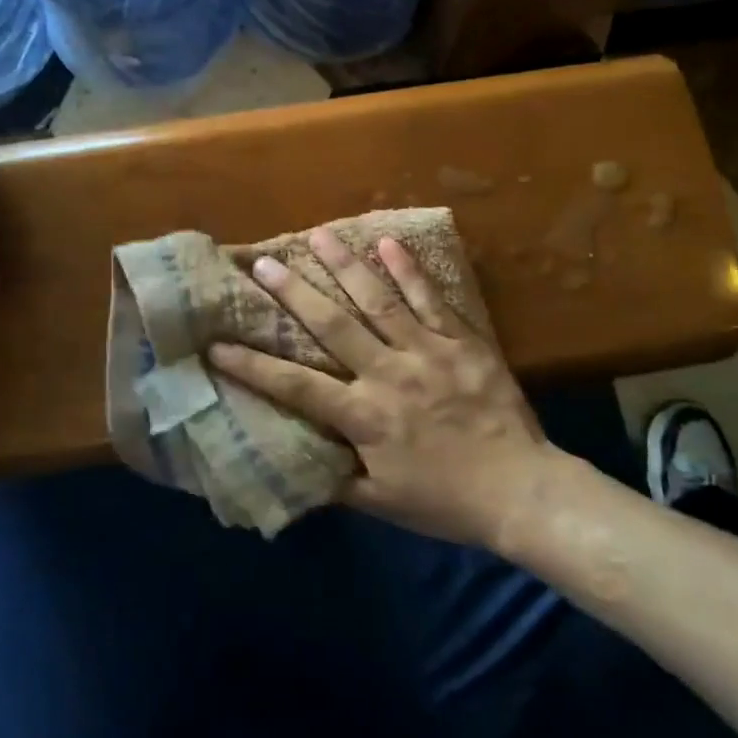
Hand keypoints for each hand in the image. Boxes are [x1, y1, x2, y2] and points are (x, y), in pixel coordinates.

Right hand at [207, 228, 571, 549]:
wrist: (521, 491)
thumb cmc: (446, 501)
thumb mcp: (382, 503)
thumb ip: (338, 481)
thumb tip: (299, 466)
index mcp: (363, 416)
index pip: (296, 386)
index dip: (252, 367)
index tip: (216, 345)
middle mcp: (387, 374)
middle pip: (331, 326)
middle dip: (292, 293)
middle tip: (263, 263)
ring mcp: (426, 352)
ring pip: (378, 301)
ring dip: (345, 266)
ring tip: (319, 235)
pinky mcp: (461, 342)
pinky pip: (431, 300)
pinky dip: (410, 271)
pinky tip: (390, 242)